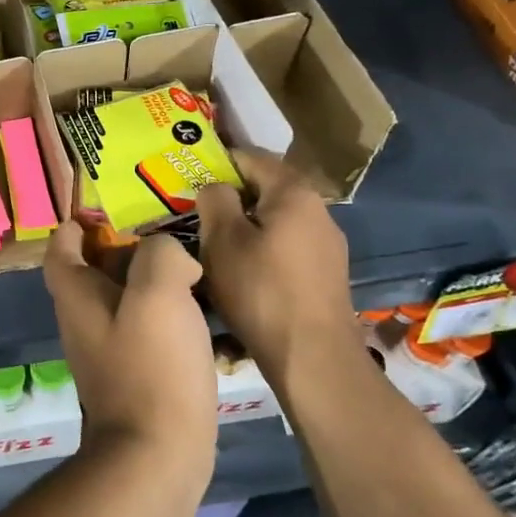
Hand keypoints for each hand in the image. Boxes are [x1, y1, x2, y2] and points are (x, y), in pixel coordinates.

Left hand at [43, 221, 216, 477]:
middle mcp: (84, 320)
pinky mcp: (135, 377)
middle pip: (96, 270)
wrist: (157, 457)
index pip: (61, 246)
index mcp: (77, 295)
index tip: (112, 211)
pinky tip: (206, 315)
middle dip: (128, 248)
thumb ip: (161, 254)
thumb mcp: (159, 291)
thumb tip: (171, 256)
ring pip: (127, 301)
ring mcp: (108, 352)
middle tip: (170, 233)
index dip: (79, 223)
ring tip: (195, 268)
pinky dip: (170, 317)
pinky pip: (148, 332)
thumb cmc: (152, 366)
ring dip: (154, 283)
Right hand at [197, 149, 358, 389]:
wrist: (314, 358)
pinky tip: (243, 272)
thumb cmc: (262, 290)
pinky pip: (287, 246)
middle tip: (195, 213)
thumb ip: (215, 200)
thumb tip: (216, 187)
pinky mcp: (326, 274)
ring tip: (214, 244)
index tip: (188, 176)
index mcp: (294, 193)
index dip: (217, 162)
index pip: (251, 157)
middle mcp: (318, 210)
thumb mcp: (223, 240)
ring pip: (276, 220)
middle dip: (231, 197)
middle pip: (266, 189)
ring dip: (246, 226)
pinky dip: (262, 249)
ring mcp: (327, 244)